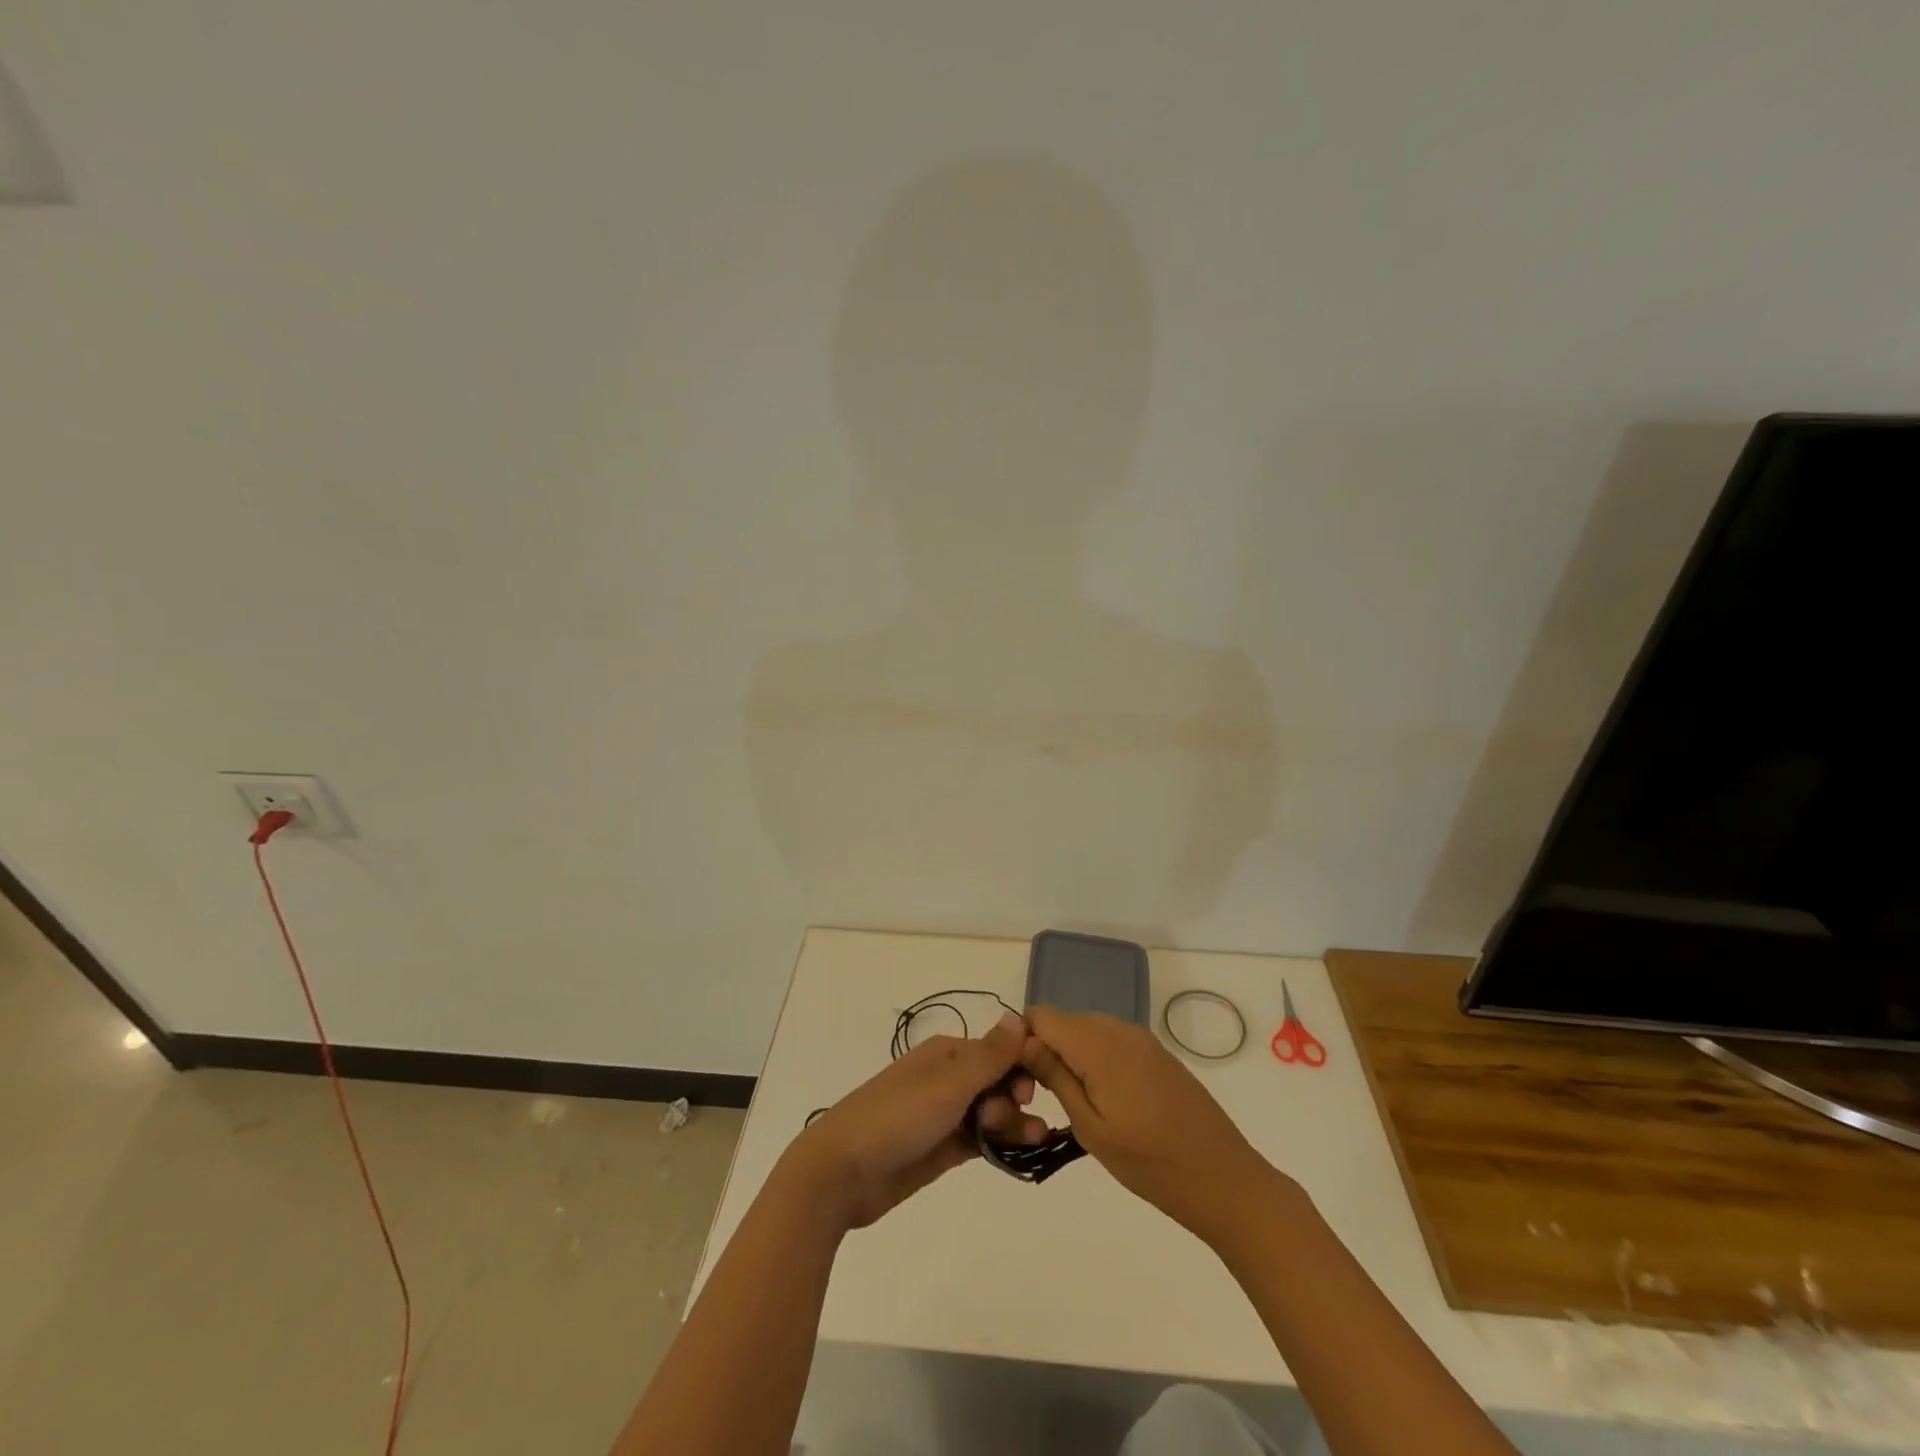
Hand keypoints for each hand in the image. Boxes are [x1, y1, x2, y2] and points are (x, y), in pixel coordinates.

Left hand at [789, 1011, 1048, 1228]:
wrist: (842, 1172)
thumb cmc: (897, 1117)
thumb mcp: (948, 1083)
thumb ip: (989, 1055)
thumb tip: (1020, 1016)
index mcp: (947, 1053)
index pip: (998, 1049)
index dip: (1022, 1064)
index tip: (1035, 1088)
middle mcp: (947, 1078)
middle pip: (998, 1081)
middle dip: (1016, 1097)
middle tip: (1012, 1119)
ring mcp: (944, 1115)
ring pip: (992, 1112)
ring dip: (1015, 1122)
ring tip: (1034, 1140)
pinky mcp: (941, 1149)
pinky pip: (980, 1140)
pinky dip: (1000, 1144)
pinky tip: (1021, 1153)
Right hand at [1020, 1006, 1278, 1241]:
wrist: (1224, 1179)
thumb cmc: (1151, 1163)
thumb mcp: (1091, 1127)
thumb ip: (1055, 1076)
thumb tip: (1023, 1040)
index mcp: (1099, 1043)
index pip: (1041, 1016)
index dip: (1021, 1041)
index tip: (1020, 1081)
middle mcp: (1119, 1028)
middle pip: (1063, 1021)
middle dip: (1043, 1049)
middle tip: (1042, 1100)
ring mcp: (1140, 1038)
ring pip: (1085, 1030)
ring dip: (1069, 1056)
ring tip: (1073, 1104)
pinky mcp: (1155, 1052)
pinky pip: (1110, 1040)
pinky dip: (1094, 1060)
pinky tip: (1104, 1100)